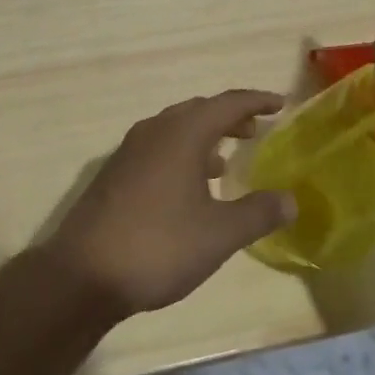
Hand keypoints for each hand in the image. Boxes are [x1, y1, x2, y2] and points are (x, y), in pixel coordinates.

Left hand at [46, 91, 296, 317]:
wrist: (84, 273)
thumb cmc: (159, 245)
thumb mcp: (218, 234)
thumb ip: (257, 213)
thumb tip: (291, 199)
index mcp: (183, 133)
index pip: (227, 103)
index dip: (256, 101)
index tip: (280, 103)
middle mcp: (156, 130)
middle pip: (199, 111)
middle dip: (229, 117)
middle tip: (254, 130)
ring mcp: (131, 149)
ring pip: (176, 129)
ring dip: (204, 137)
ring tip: (225, 159)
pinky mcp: (116, 172)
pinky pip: (159, 147)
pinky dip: (182, 153)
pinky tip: (188, 187)